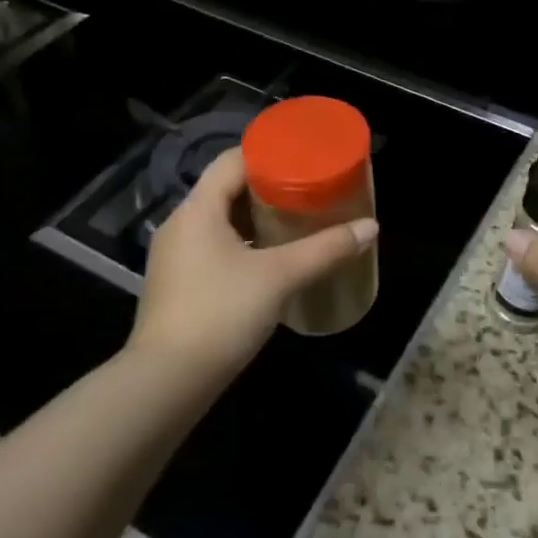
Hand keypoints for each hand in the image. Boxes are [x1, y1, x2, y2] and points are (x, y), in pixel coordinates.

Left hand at [133, 146, 377, 380]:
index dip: (267, 153)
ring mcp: (174, 257)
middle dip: (267, 187)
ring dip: (255, 217)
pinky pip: (213, 246)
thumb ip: (326, 249)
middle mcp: (180, 224)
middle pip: (226, 189)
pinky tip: (270, 259)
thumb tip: (371, 227)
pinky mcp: (176, 285)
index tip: (302, 157)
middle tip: (308, 189)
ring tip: (295, 220)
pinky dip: (242, 243)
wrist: (166, 384)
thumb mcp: (280, 277)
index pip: (232, 160)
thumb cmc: (221, 314)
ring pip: (220, 220)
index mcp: (198, 209)